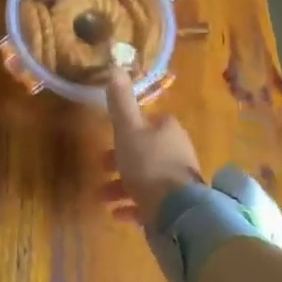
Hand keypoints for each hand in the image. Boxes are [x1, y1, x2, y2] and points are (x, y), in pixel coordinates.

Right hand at [100, 72, 201, 227]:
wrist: (176, 211)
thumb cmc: (148, 163)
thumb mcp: (128, 128)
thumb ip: (121, 101)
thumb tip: (115, 66)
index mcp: (168, 130)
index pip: (150, 122)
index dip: (130, 127)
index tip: (112, 135)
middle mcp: (177, 152)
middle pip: (146, 150)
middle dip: (122, 158)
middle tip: (101, 166)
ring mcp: (179, 181)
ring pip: (146, 178)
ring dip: (123, 185)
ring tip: (102, 196)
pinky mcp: (177, 206)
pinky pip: (151, 202)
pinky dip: (133, 205)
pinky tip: (117, 214)